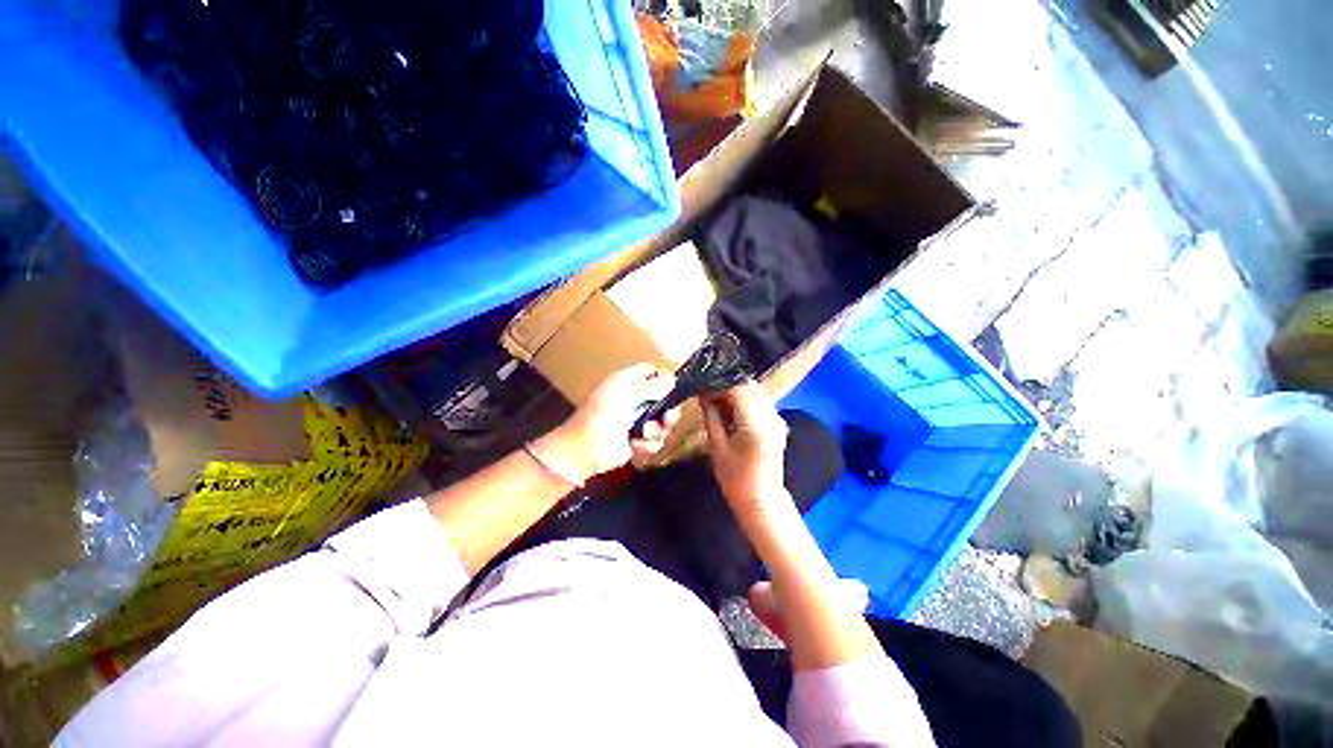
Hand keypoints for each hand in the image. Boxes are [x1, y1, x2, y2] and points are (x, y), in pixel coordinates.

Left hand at [542, 364, 680, 482]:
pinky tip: (635, 446)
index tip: (675, 387)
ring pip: (662, 423)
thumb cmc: (602, 416)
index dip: (664, 377)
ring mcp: (637, 421)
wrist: (584, 451)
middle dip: (668, 411)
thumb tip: (673, 379)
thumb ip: (652, 386)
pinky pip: (655, 440)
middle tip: (667, 419)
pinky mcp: (637, 440)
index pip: (651, 372)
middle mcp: (634, 399)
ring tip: (644, 434)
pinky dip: (648, 444)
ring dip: (657, 431)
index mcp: (628, 382)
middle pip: (664, 400)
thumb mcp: (626, 395)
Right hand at [700, 382, 790, 524]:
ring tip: (717, 402)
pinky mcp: (778, 424)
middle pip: (748, 387)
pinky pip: (760, 403)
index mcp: (755, 423)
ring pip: (754, 393)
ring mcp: (777, 419)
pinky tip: (731, 412)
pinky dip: (745, 402)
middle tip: (707, 394)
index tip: (702, 386)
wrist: (762, 501)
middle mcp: (771, 416)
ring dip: (735, 393)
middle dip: (726, 386)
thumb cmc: (735, 479)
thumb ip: (711, 415)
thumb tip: (703, 393)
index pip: (737, 388)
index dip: (718, 383)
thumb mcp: (717, 446)